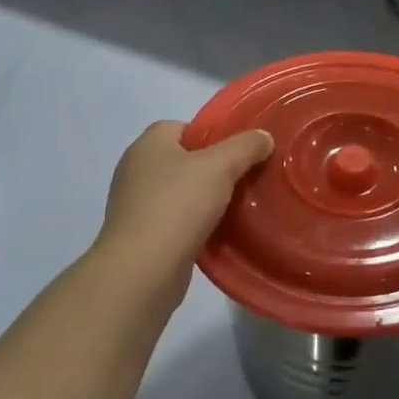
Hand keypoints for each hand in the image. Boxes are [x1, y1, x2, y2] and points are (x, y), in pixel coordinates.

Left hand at [92, 121, 272, 305]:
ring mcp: (134, 206)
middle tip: (244, 179)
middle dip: (213, 169)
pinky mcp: (139, 237)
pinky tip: (216, 233)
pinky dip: (193, 225)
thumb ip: (245, 146)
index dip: (213, 136)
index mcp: (148, 144)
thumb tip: (264, 138)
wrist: (143, 271)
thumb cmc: (178, 205)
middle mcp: (135, 170)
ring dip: (204, 199)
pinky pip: (174, 221)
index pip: (184, 127)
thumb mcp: (221, 166)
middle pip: (183, 160)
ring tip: (236, 207)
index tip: (239, 153)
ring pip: (180, 193)